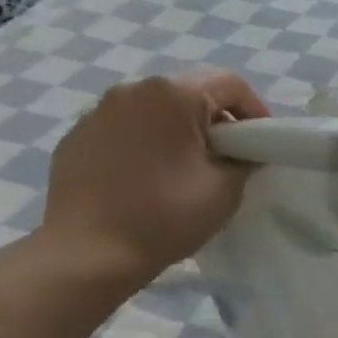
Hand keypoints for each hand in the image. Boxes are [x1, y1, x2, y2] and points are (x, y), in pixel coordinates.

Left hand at [38, 70, 269, 292]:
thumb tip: (241, 152)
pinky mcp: (76, 137)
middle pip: (189, 92)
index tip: (261, 143)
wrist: (87, 253)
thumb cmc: (165, 217)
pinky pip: (124, 129)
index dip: (255, 109)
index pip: (229, 84)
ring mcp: (98, 112)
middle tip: (228, 157)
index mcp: (173, 94)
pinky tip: (147, 180)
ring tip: (185, 169)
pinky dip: (144, 144)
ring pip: (154, 110)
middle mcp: (132, 90)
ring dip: (178, 130)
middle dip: (215, 120)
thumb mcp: (226, 189)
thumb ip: (244, 159)